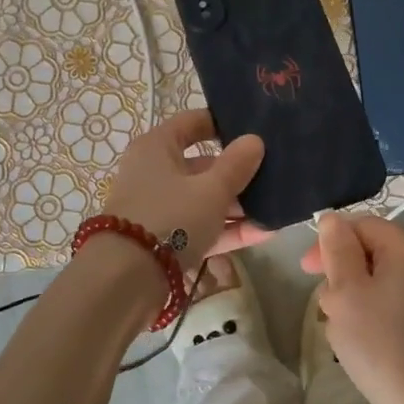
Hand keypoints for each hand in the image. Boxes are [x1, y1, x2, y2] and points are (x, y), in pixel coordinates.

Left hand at [105, 109, 267, 269]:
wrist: (127, 281)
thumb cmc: (171, 218)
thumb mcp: (211, 190)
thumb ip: (236, 165)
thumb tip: (255, 140)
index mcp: (157, 147)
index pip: (192, 122)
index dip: (223, 123)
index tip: (256, 129)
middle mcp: (155, 173)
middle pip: (202, 165)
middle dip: (238, 172)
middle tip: (275, 174)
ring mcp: (159, 208)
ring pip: (204, 199)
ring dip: (238, 205)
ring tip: (277, 208)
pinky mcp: (165, 240)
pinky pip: (201, 227)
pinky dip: (228, 229)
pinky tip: (264, 233)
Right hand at [307, 213, 403, 403]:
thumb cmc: (381, 345)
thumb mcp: (346, 293)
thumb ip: (337, 250)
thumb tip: (332, 219)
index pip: (361, 224)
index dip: (330, 241)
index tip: (306, 271)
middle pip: (370, 251)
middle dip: (340, 274)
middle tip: (325, 307)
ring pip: (377, 280)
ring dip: (352, 298)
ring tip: (342, 330)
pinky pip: (391, 303)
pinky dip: (370, 315)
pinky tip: (361, 341)